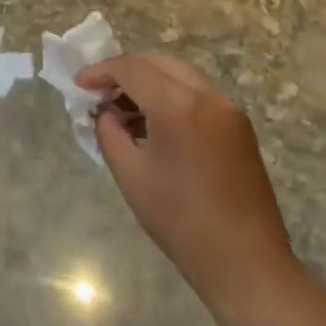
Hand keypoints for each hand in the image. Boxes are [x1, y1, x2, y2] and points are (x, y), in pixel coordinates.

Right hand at [77, 54, 303, 309]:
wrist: (246, 263)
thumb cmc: (181, 221)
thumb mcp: (131, 175)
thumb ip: (110, 133)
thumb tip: (105, 113)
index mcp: (179, 105)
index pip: (132, 68)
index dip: (101, 71)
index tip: (79, 85)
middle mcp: (208, 96)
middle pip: (158, 63)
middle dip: (126, 71)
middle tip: (100, 92)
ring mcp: (229, 109)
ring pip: (181, 75)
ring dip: (150, 82)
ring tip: (123, 110)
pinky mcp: (239, 126)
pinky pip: (198, 94)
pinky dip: (172, 96)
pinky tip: (154, 124)